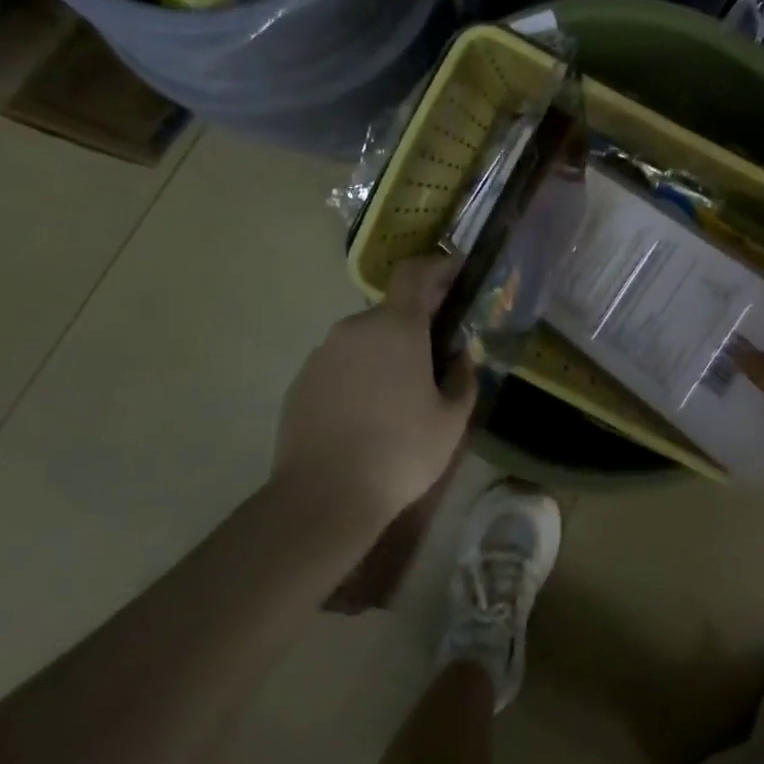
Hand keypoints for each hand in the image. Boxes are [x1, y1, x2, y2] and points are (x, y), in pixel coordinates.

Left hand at [273, 256, 477, 521]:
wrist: (324, 496)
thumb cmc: (401, 452)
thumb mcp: (451, 421)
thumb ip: (463, 380)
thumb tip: (463, 359)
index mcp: (396, 327)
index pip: (415, 274)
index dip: (438, 267)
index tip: (457, 271)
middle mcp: (355, 329)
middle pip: (391, 311)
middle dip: (415, 324)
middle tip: (436, 354)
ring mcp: (322, 354)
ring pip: (364, 340)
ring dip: (385, 353)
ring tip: (400, 394)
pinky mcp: (301, 382)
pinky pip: (339, 365)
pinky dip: (358, 376)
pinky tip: (366, 415)